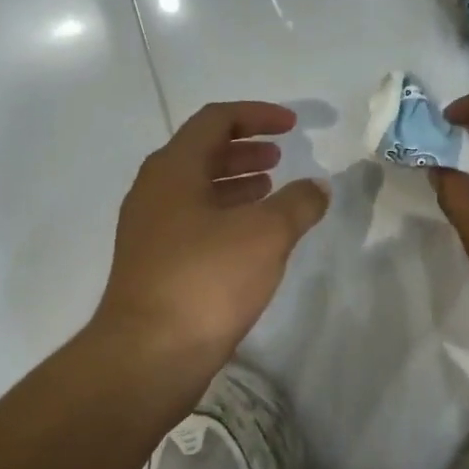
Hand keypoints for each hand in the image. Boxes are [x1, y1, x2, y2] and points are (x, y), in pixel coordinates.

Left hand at [94, 101, 328, 376]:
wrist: (151, 353)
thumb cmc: (207, 280)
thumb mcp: (265, 235)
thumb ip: (297, 204)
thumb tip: (317, 186)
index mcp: (173, 170)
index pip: (215, 121)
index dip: (256, 115)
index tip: (292, 126)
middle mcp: (154, 192)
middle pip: (201, 153)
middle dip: (244, 150)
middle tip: (279, 157)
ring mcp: (150, 231)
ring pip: (197, 191)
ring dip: (235, 184)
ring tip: (270, 191)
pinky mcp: (155, 265)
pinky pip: (194, 223)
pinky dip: (225, 216)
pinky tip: (250, 238)